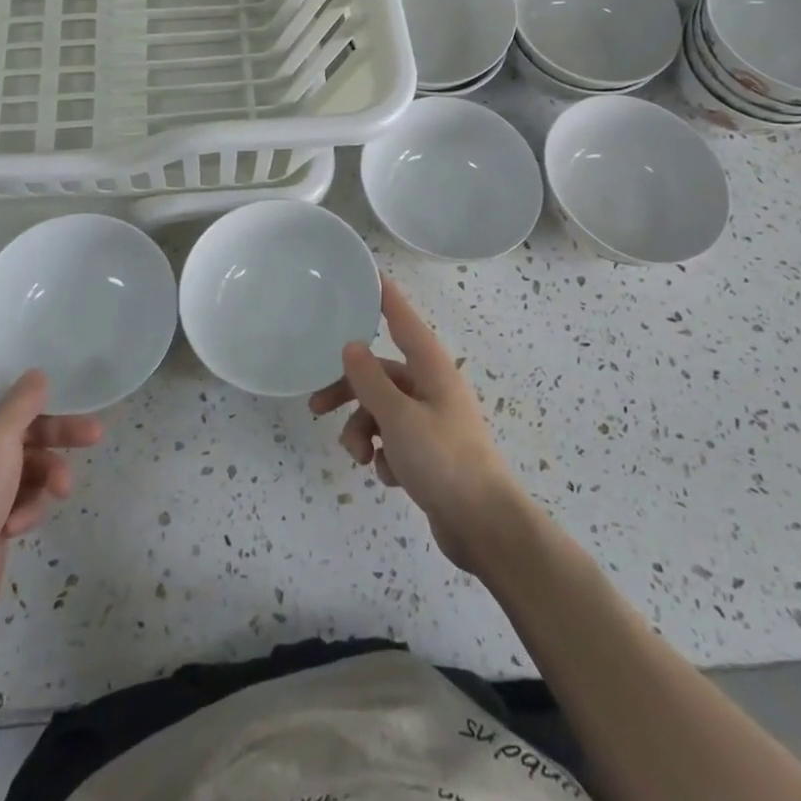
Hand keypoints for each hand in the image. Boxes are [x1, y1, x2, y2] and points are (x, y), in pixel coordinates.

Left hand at [0, 313, 102, 628]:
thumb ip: (21, 404)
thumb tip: (38, 376)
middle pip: (12, 415)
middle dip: (51, 424)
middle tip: (91, 424)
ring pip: (25, 455)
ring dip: (48, 469)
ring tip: (67, 485)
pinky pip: (20, 488)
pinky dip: (27, 502)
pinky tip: (22, 522)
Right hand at [310, 276, 531, 574]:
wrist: (484, 527)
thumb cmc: (443, 462)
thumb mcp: (398, 418)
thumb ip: (370, 380)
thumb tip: (351, 345)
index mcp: (431, 370)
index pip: (403, 321)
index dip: (385, 297)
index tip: (369, 273)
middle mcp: (431, 388)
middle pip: (380, 374)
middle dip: (349, 391)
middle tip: (315, 407)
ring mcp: (431, 421)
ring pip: (381, 410)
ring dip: (362, 431)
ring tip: (360, 458)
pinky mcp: (428, 451)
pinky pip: (392, 439)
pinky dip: (384, 454)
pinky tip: (390, 476)